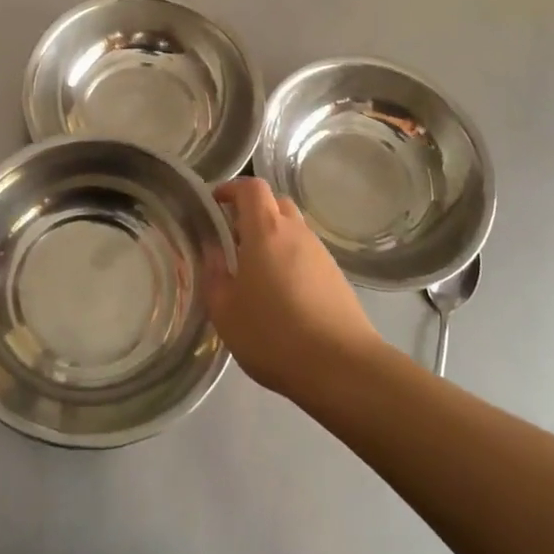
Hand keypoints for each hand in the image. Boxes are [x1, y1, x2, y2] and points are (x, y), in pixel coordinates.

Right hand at [207, 178, 382, 399]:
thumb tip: (212, 252)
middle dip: (252, 212)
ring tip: (255, 272)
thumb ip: (214, 275)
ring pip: (293, 230)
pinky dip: (290, 260)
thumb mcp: (226, 311)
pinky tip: (281, 294)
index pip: (251, 187)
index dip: (231, 188)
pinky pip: (306, 254)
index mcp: (266, 230)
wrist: (341, 367)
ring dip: (272, 238)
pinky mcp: (336, 276)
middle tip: (233, 239)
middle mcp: (296, 232)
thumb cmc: (273, 334)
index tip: (215, 203)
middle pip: (275, 203)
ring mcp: (321, 253)